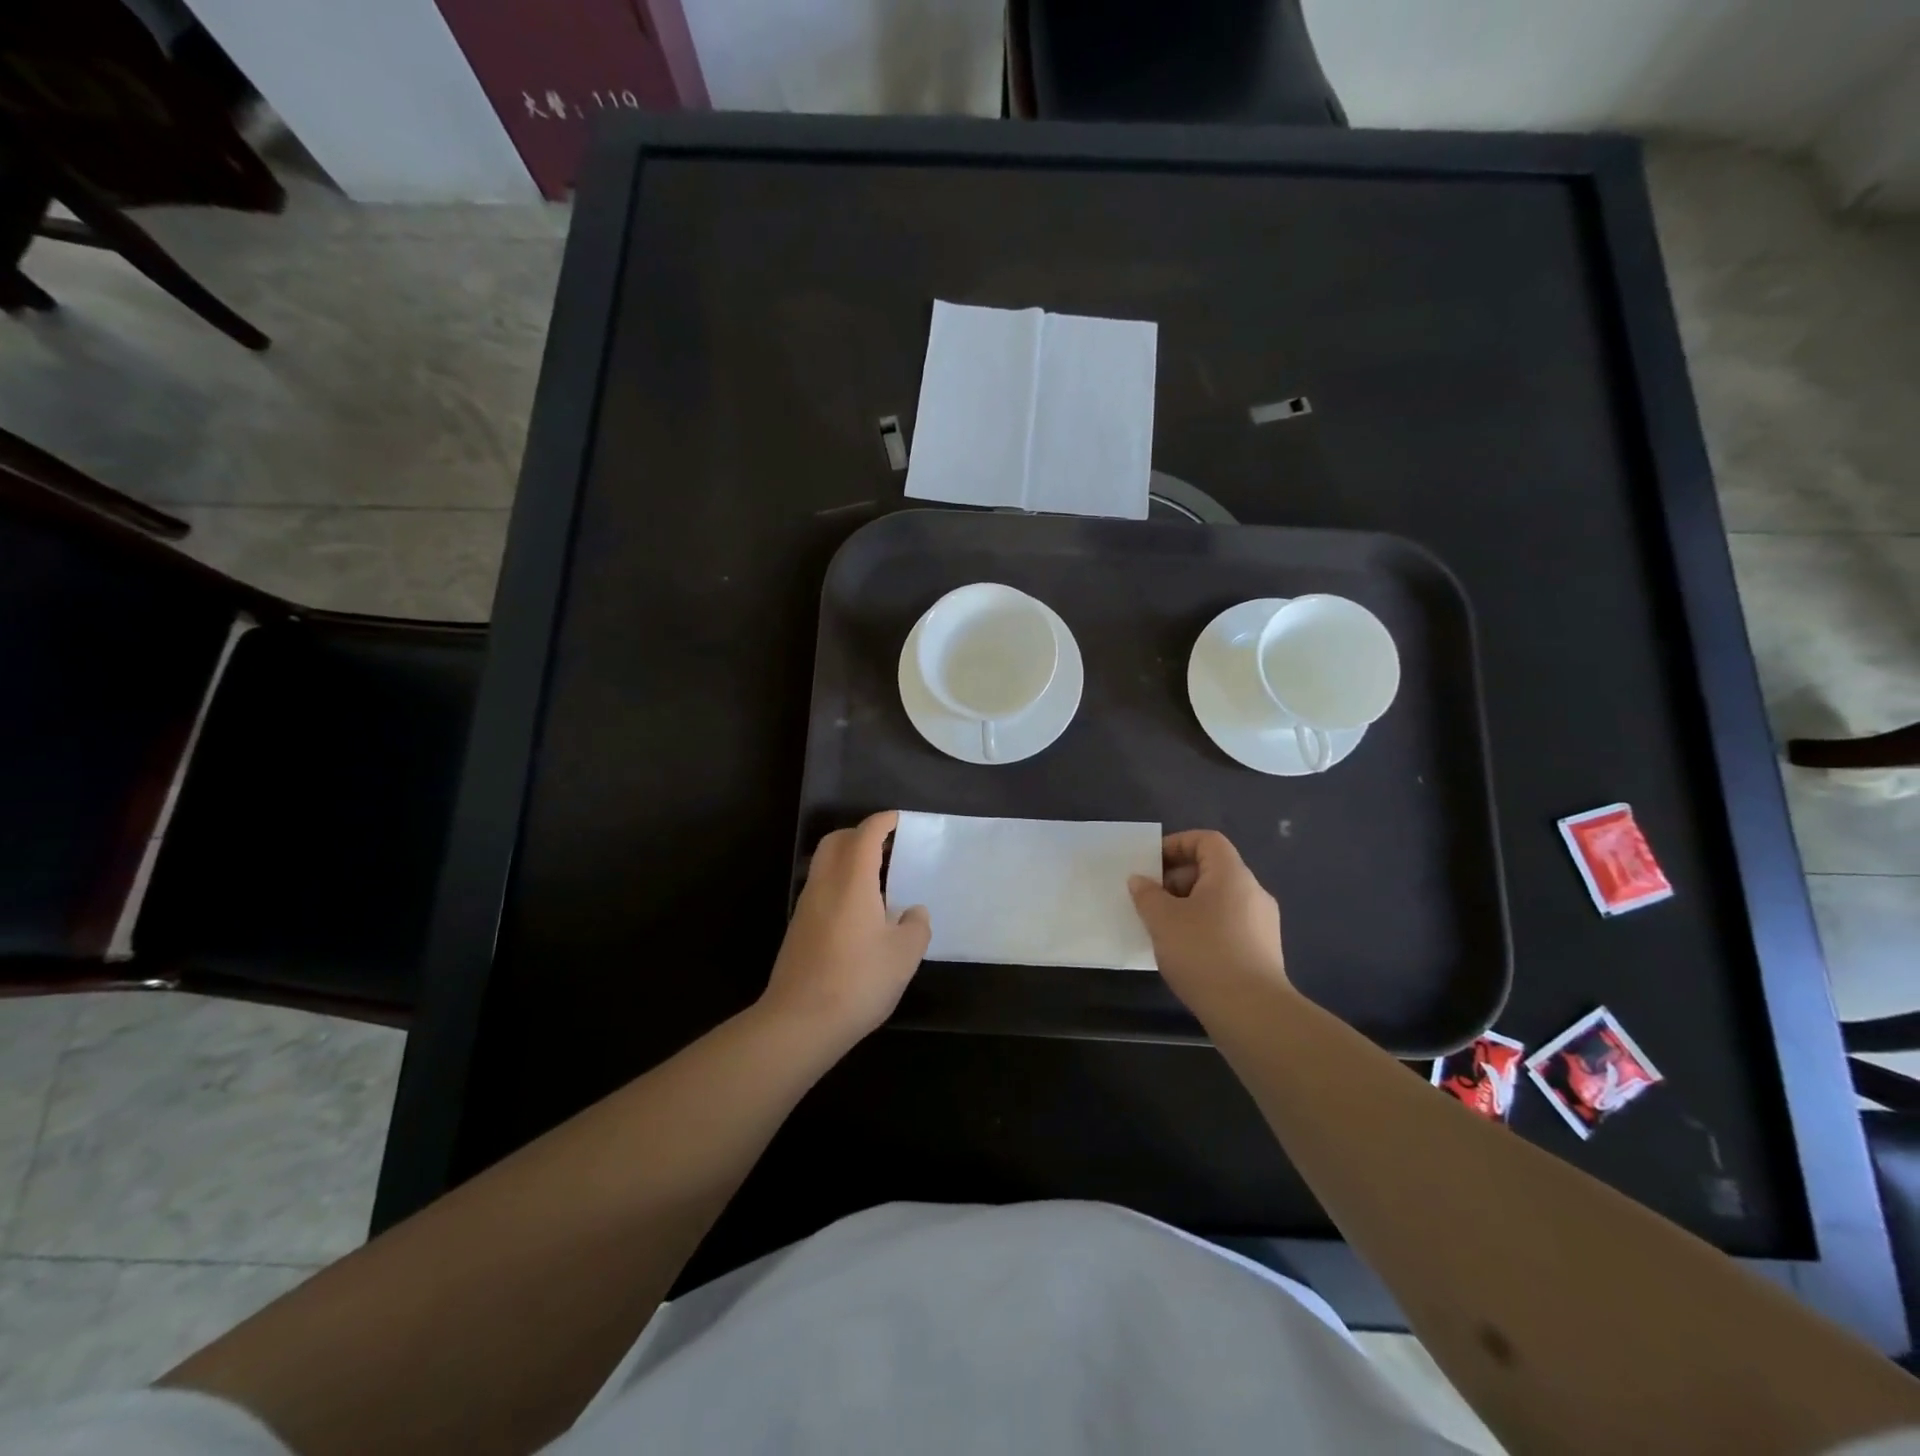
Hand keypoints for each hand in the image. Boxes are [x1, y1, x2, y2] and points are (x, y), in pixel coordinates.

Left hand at [761, 811, 931, 1044]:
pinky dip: (839, 882)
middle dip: (860, 834)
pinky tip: (859, 910)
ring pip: (824, 864)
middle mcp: (825, 884)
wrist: (800, 1022)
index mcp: (852, 881)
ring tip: (877, 878)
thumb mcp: (904, 955)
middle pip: (836, 841)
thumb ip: (916, 926)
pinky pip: (820, 888)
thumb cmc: (858, 981)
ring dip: (848, 859)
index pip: (865, 835)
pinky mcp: (798, 928)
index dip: (883, 822)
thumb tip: (914, 912)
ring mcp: (806, 906)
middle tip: (887, 845)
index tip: (899, 820)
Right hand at [1128, 830, 1289, 1010]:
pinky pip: (1229, 925)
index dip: (1177, 844)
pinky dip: (1205, 928)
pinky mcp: (1264, 952)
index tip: (1151, 864)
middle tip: (1151, 899)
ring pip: (1220, 900)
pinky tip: (1186, 953)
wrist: (1252, 1012)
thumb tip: (1141, 881)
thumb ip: (1147, 895)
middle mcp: (1253, 892)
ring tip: (1164, 928)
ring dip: (1189, 906)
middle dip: (1177, 879)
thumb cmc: (1203, 953)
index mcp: (1232, 875)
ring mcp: (1263, 924)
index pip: (1207, 840)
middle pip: (1213, 870)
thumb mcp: (1162, 920)